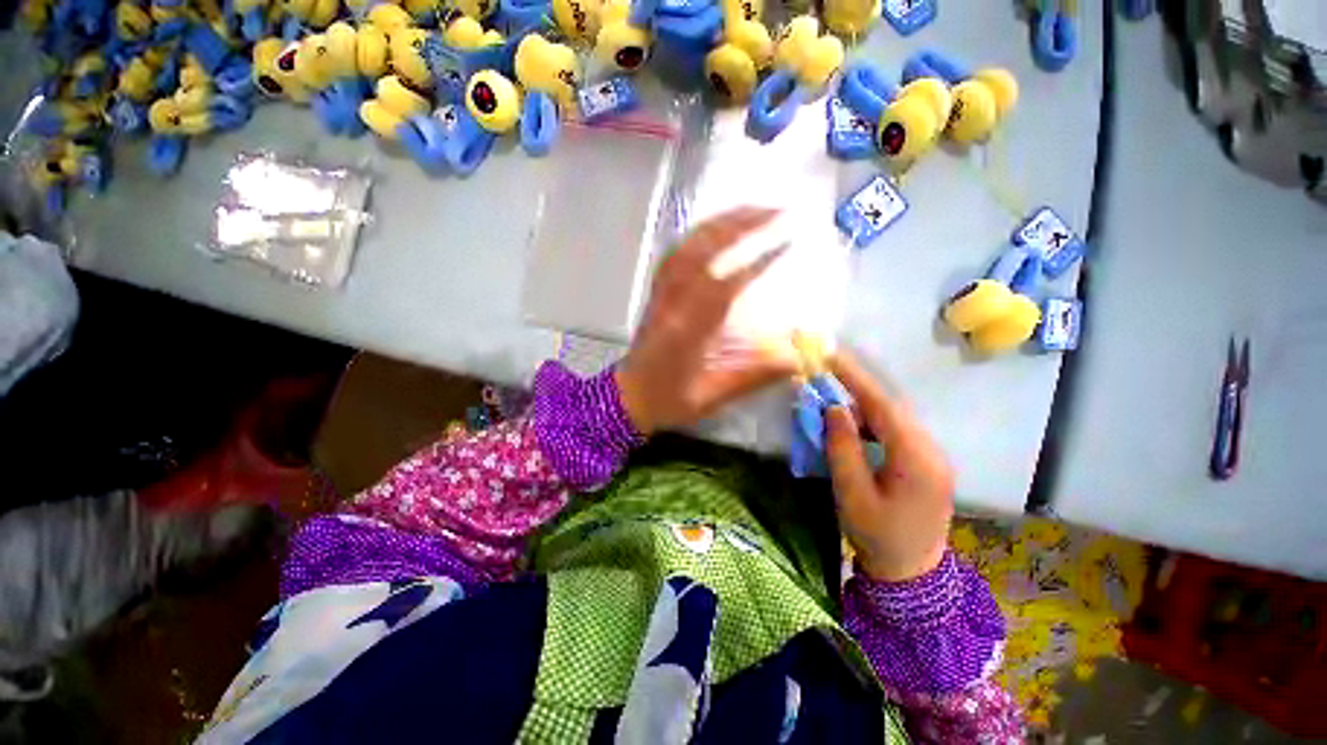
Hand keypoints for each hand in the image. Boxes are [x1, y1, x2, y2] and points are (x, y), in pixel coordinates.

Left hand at [616, 207, 796, 434]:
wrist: (627, 397)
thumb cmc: (671, 399)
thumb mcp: (715, 395)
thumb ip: (757, 375)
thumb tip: (802, 359)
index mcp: (688, 327)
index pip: (724, 281)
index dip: (756, 257)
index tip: (786, 239)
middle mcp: (673, 299)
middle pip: (706, 249)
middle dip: (742, 224)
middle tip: (777, 210)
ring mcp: (663, 288)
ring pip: (691, 243)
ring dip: (724, 221)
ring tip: (756, 209)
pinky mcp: (660, 285)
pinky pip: (680, 248)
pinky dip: (704, 230)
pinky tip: (723, 224)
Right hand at [824, 350, 954, 581]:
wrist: (912, 576)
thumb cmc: (879, 541)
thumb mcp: (853, 499)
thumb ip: (843, 450)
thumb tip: (834, 408)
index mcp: (915, 457)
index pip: (884, 405)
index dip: (856, 378)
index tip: (831, 355)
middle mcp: (933, 449)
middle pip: (895, 409)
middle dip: (861, 391)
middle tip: (828, 378)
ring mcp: (938, 457)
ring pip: (902, 421)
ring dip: (871, 410)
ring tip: (839, 404)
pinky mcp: (935, 466)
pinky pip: (907, 436)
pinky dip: (883, 427)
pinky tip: (863, 431)